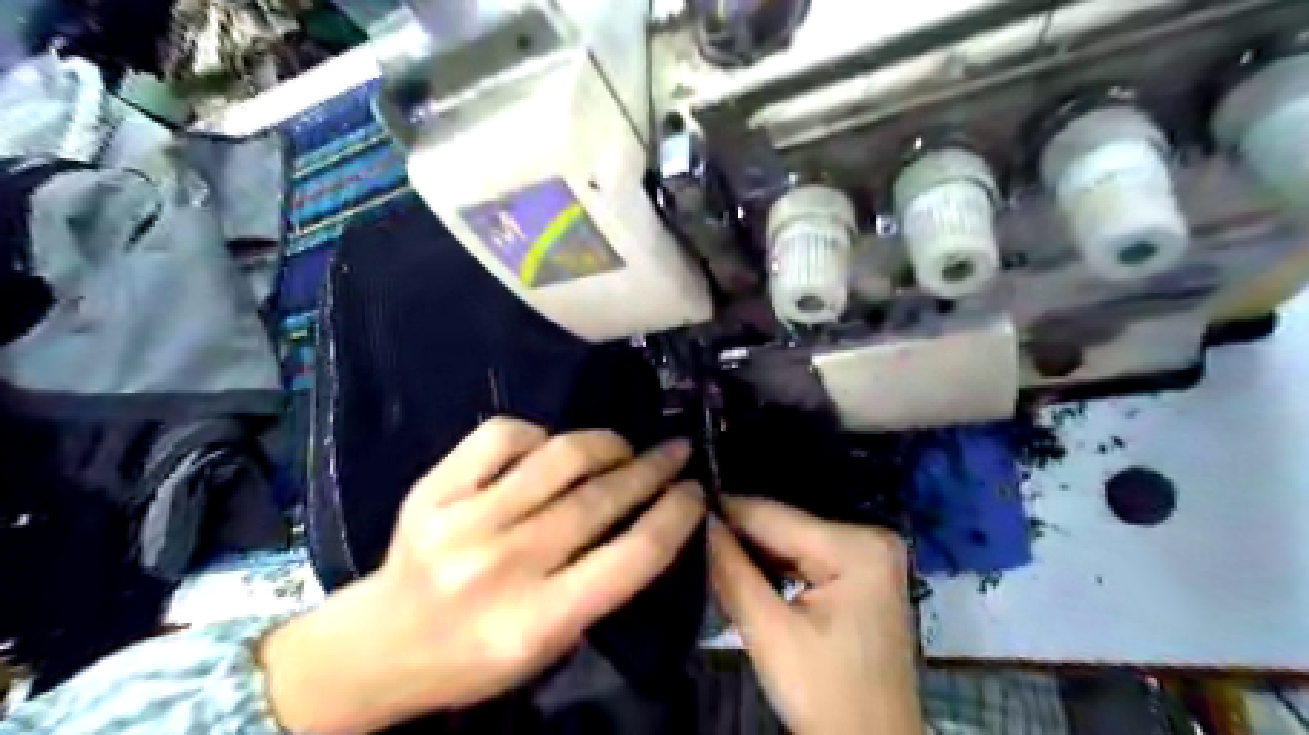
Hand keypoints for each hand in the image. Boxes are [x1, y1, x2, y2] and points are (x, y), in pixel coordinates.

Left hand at [258, 416, 705, 732]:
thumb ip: (600, 585)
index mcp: (537, 622)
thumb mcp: (550, 646)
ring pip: (559, 458)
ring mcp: (462, 522)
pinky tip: (550, 449)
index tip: (695, 491)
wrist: (382, 643)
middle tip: (675, 452)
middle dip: (652, 469)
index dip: (675, 515)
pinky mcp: (434, 489)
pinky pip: (504, 435)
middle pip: (600, 499)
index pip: (632, 556)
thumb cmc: (476, 654)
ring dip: (607, 444)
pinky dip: (540, 435)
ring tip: (623, 447)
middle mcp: (502, 567)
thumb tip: (647, 516)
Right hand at [705, 498, 918, 732]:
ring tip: (705, 547)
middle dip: (736, 534)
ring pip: (791, 542)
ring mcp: (868, 555)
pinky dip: (773, 566)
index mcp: (857, 546)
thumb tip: (698, 522)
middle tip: (687, 532)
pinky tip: (738, 566)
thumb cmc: (826, 695)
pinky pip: (805, 557)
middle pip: (785, 528)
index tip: (681, 508)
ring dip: (751, 551)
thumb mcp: (771, 633)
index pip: (774, 516)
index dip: (723, 511)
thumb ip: (731, 571)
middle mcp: (869, 538)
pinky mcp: (861, 573)